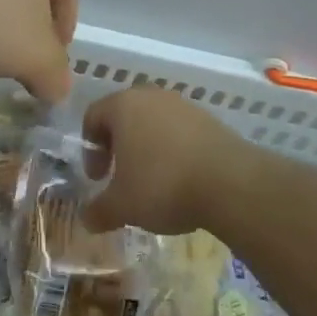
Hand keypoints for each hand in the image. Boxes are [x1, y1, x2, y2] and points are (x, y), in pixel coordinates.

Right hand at [80, 87, 244, 234]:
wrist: (230, 182)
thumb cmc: (162, 185)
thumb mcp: (122, 206)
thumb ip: (99, 211)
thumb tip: (86, 219)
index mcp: (123, 105)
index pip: (93, 116)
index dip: (91, 150)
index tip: (99, 178)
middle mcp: (151, 96)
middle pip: (124, 116)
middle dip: (119, 146)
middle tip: (122, 177)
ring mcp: (183, 105)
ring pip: (154, 123)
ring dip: (148, 148)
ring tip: (154, 181)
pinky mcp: (209, 119)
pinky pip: (180, 131)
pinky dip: (174, 150)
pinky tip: (183, 179)